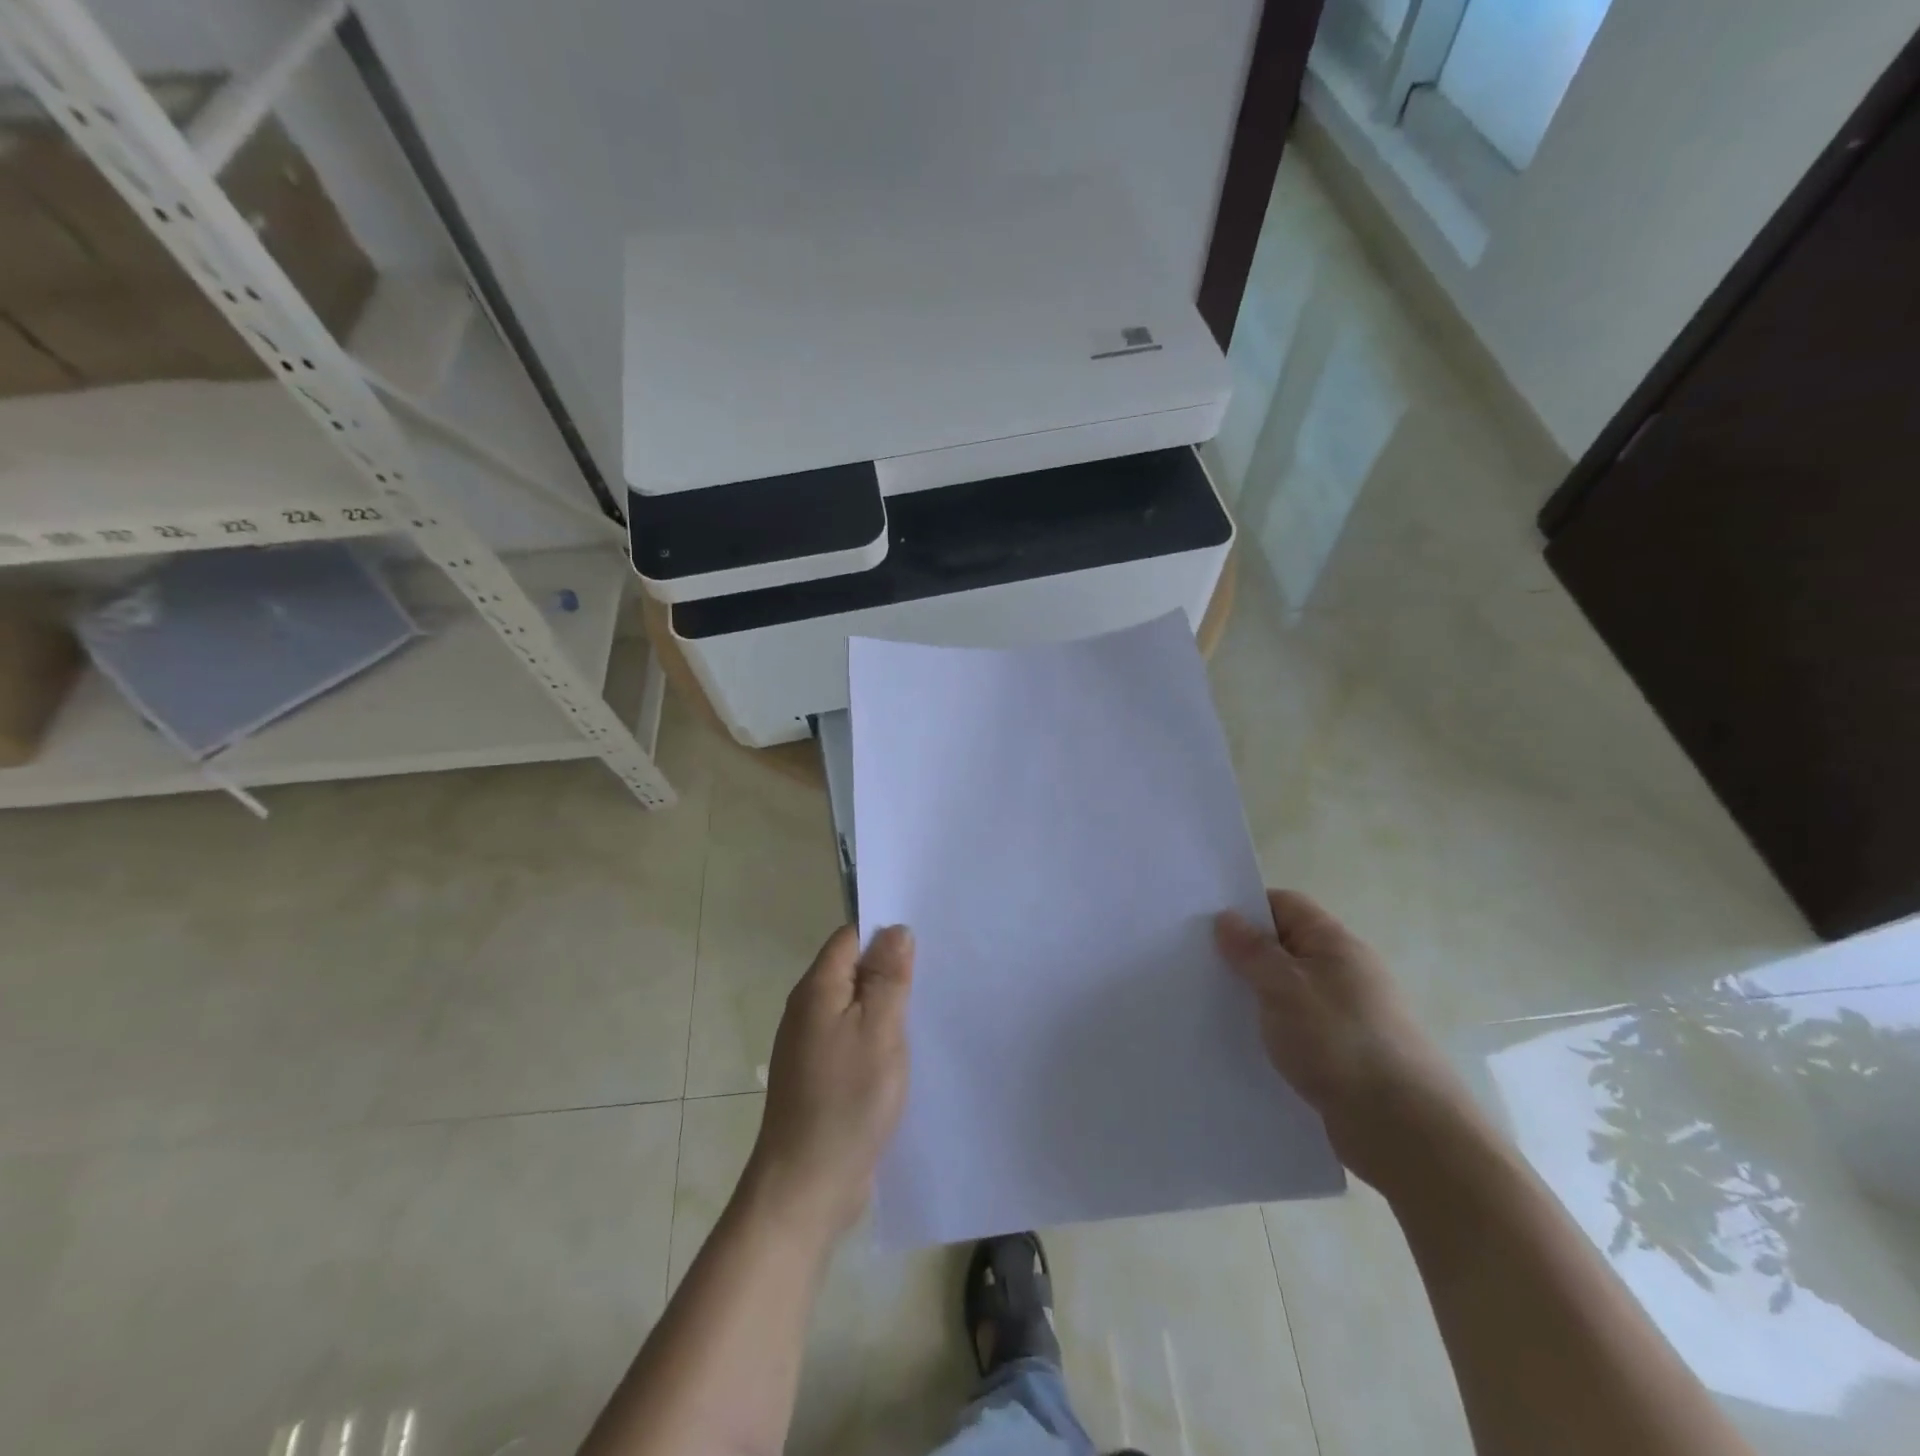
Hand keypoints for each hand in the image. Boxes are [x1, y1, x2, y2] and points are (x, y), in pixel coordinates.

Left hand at [746, 924, 914, 1240]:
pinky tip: (905, 1051)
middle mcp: (808, 1010)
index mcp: (817, 990)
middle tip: (936, 974)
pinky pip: (853, 1038)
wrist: (806, 1187)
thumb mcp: (880, 1030)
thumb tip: (895, 930)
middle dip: (890, 970)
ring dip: (886, 1006)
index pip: (850, 938)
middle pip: (852, 971)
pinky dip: (878, 1037)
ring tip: (928, 1009)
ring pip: (855, 1007)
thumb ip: (888, 977)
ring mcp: (811, 1046)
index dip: (885, 934)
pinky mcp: (820, 1077)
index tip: (925, 941)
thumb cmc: (847, 1100)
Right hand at [1215, 890, 1478, 1193]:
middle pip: (1285, 947)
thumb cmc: (1339, 1042)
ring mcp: (1346, 1014)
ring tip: (1212, 1007)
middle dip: (1244, 955)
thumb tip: (1227, 918)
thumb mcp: (1284, 987)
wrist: (1404, 1130)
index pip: (1285, 905)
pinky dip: (1272, 1031)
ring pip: (1288, 991)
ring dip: (1256, 997)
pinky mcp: (1344, 1054)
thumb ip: (1252, 951)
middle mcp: (1344, 971)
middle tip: (1198, 966)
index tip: (1205, 925)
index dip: (1246, 909)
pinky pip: (1298, 1028)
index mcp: (1335, 943)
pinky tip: (1245, 1046)